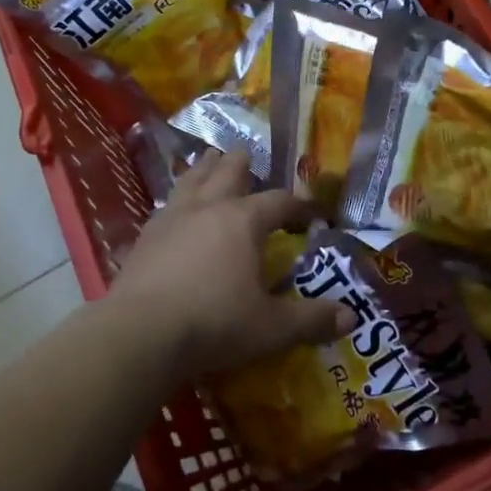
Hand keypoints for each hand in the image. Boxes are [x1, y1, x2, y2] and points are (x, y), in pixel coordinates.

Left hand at [109, 152, 349, 379]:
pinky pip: (165, 207)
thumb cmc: (214, 322)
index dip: (300, 204)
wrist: (140, 333)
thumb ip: (310, 320)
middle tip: (248, 157)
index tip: (313, 212)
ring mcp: (172, 218)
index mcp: (244, 220)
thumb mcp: (271, 328)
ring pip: (192, 179)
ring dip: (204, 169)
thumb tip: (350, 319)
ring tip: (209, 160)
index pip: (279, 201)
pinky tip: (173, 211)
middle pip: (228, 171)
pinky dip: (176, 201)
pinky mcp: (145, 236)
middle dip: (242, 164)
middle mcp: (209, 207)